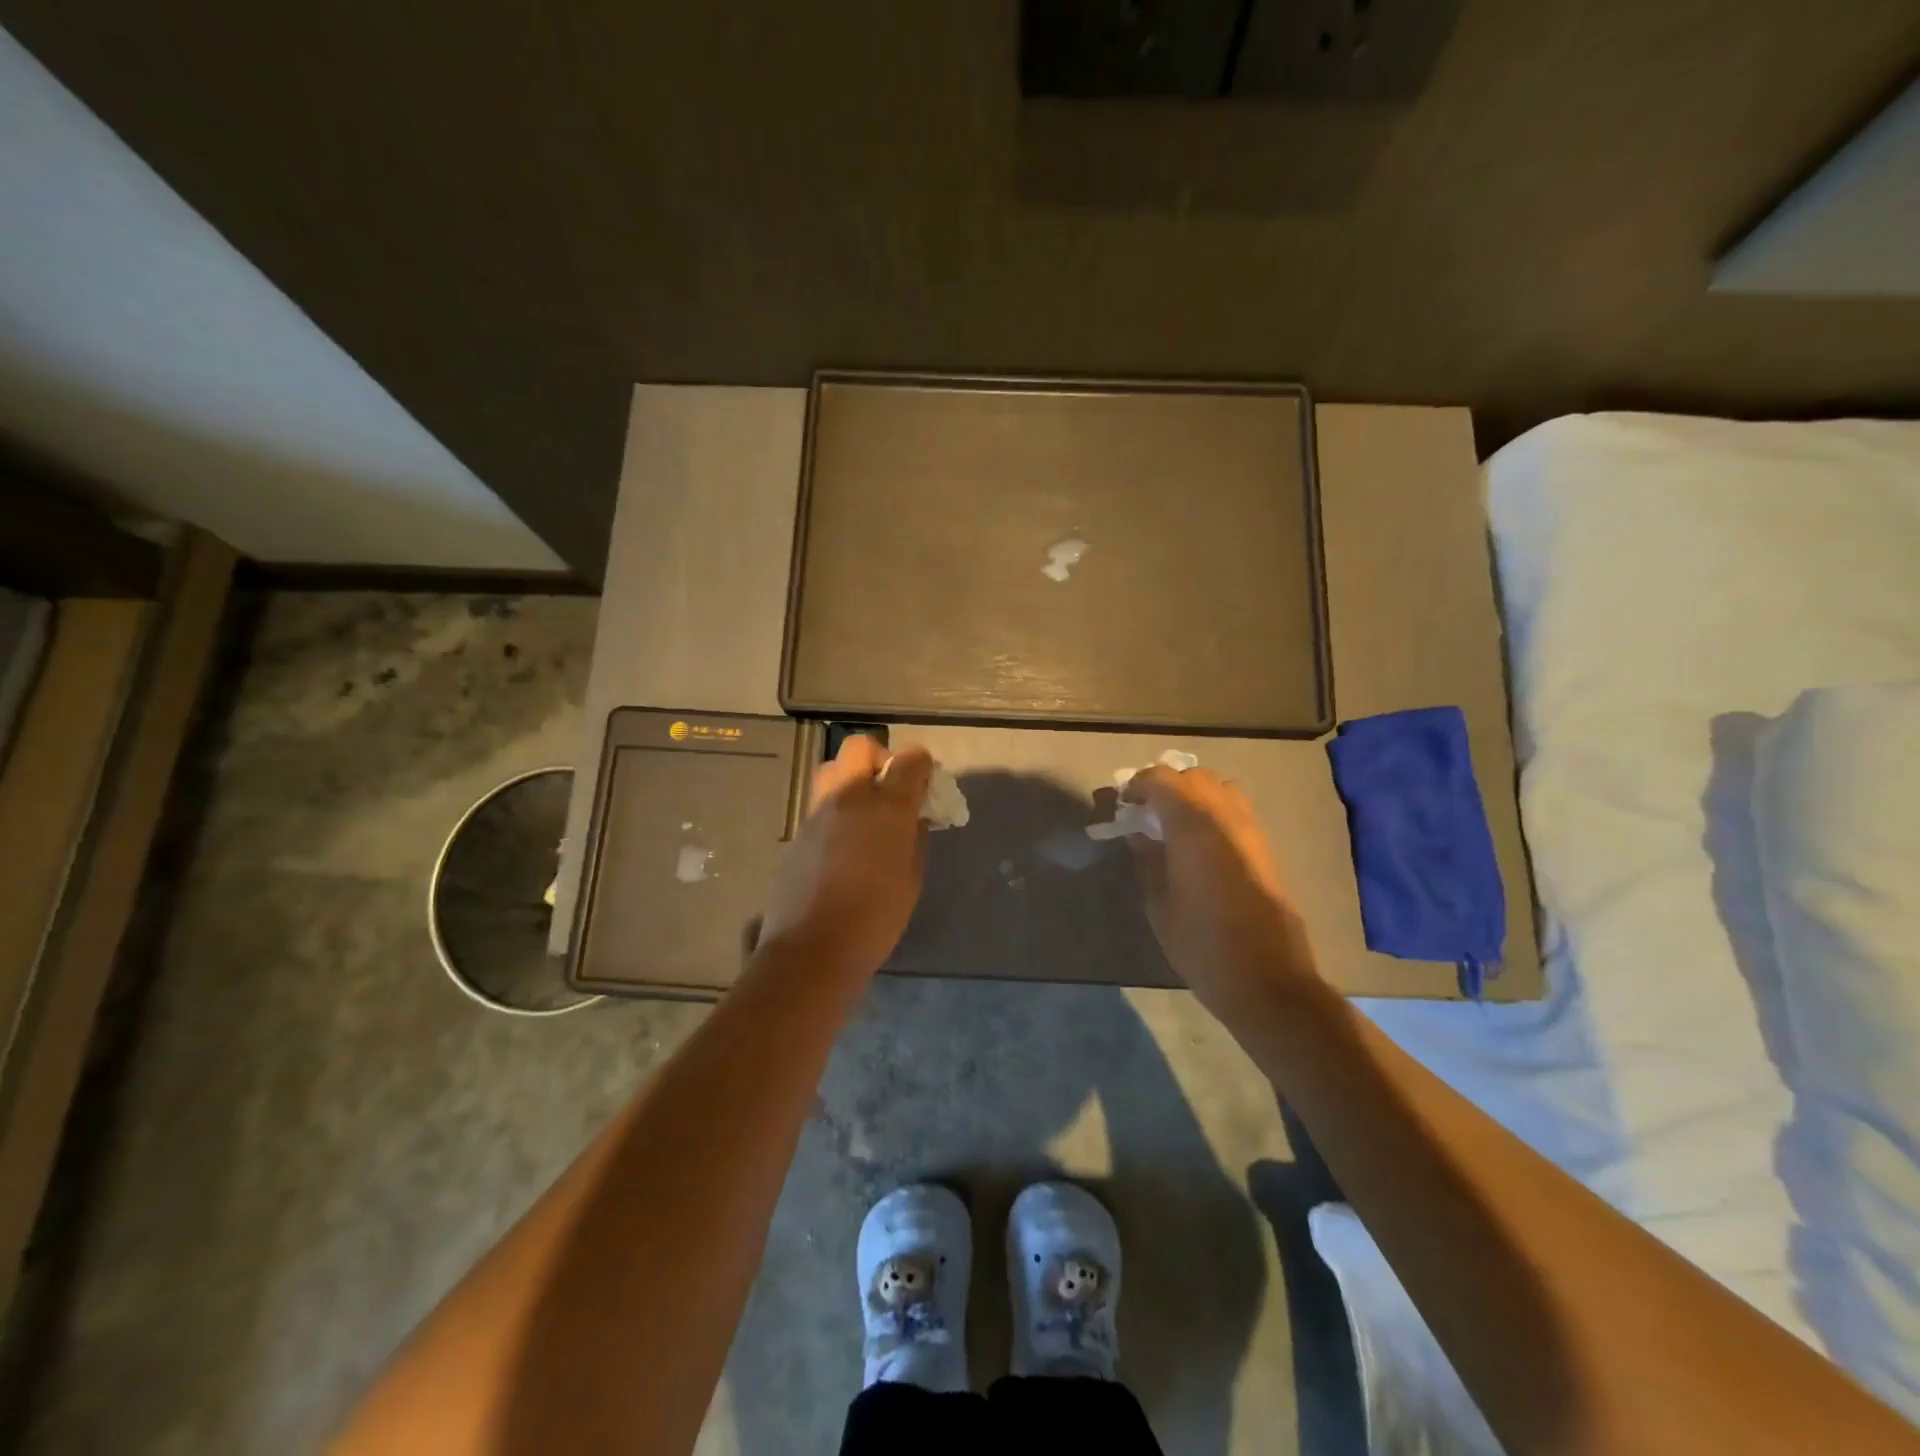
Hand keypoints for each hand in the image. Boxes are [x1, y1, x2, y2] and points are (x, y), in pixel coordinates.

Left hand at [755, 736, 933, 978]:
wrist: (812, 948)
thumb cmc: (876, 918)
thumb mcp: (912, 879)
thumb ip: (915, 838)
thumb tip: (914, 817)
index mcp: (887, 807)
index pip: (909, 760)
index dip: (922, 765)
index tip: (927, 784)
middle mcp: (850, 797)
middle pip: (861, 747)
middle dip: (880, 758)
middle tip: (891, 790)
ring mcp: (818, 812)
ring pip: (834, 769)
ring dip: (853, 778)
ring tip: (865, 813)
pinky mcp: (798, 831)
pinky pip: (821, 802)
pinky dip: (837, 808)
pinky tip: (845, 843)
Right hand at [1123, 766, 1318, 1017]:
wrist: (1267, 979)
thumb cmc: (1201, 944)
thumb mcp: (1159, 903)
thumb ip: (1148, 860)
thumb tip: (1141, 835)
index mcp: (1194, 824)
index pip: (1161, 779)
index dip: (1137, 785)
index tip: (1123, 806)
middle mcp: (1226, 816)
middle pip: (1194, 777)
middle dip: (1166, 786)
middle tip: (1145, 814)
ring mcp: (1251, 830)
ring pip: (1220, 790)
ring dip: (1193, 796)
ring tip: (1172, 826)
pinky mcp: (1265, 849)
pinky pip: (1235, 811)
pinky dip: (1213, 812)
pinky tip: (1198, 845)